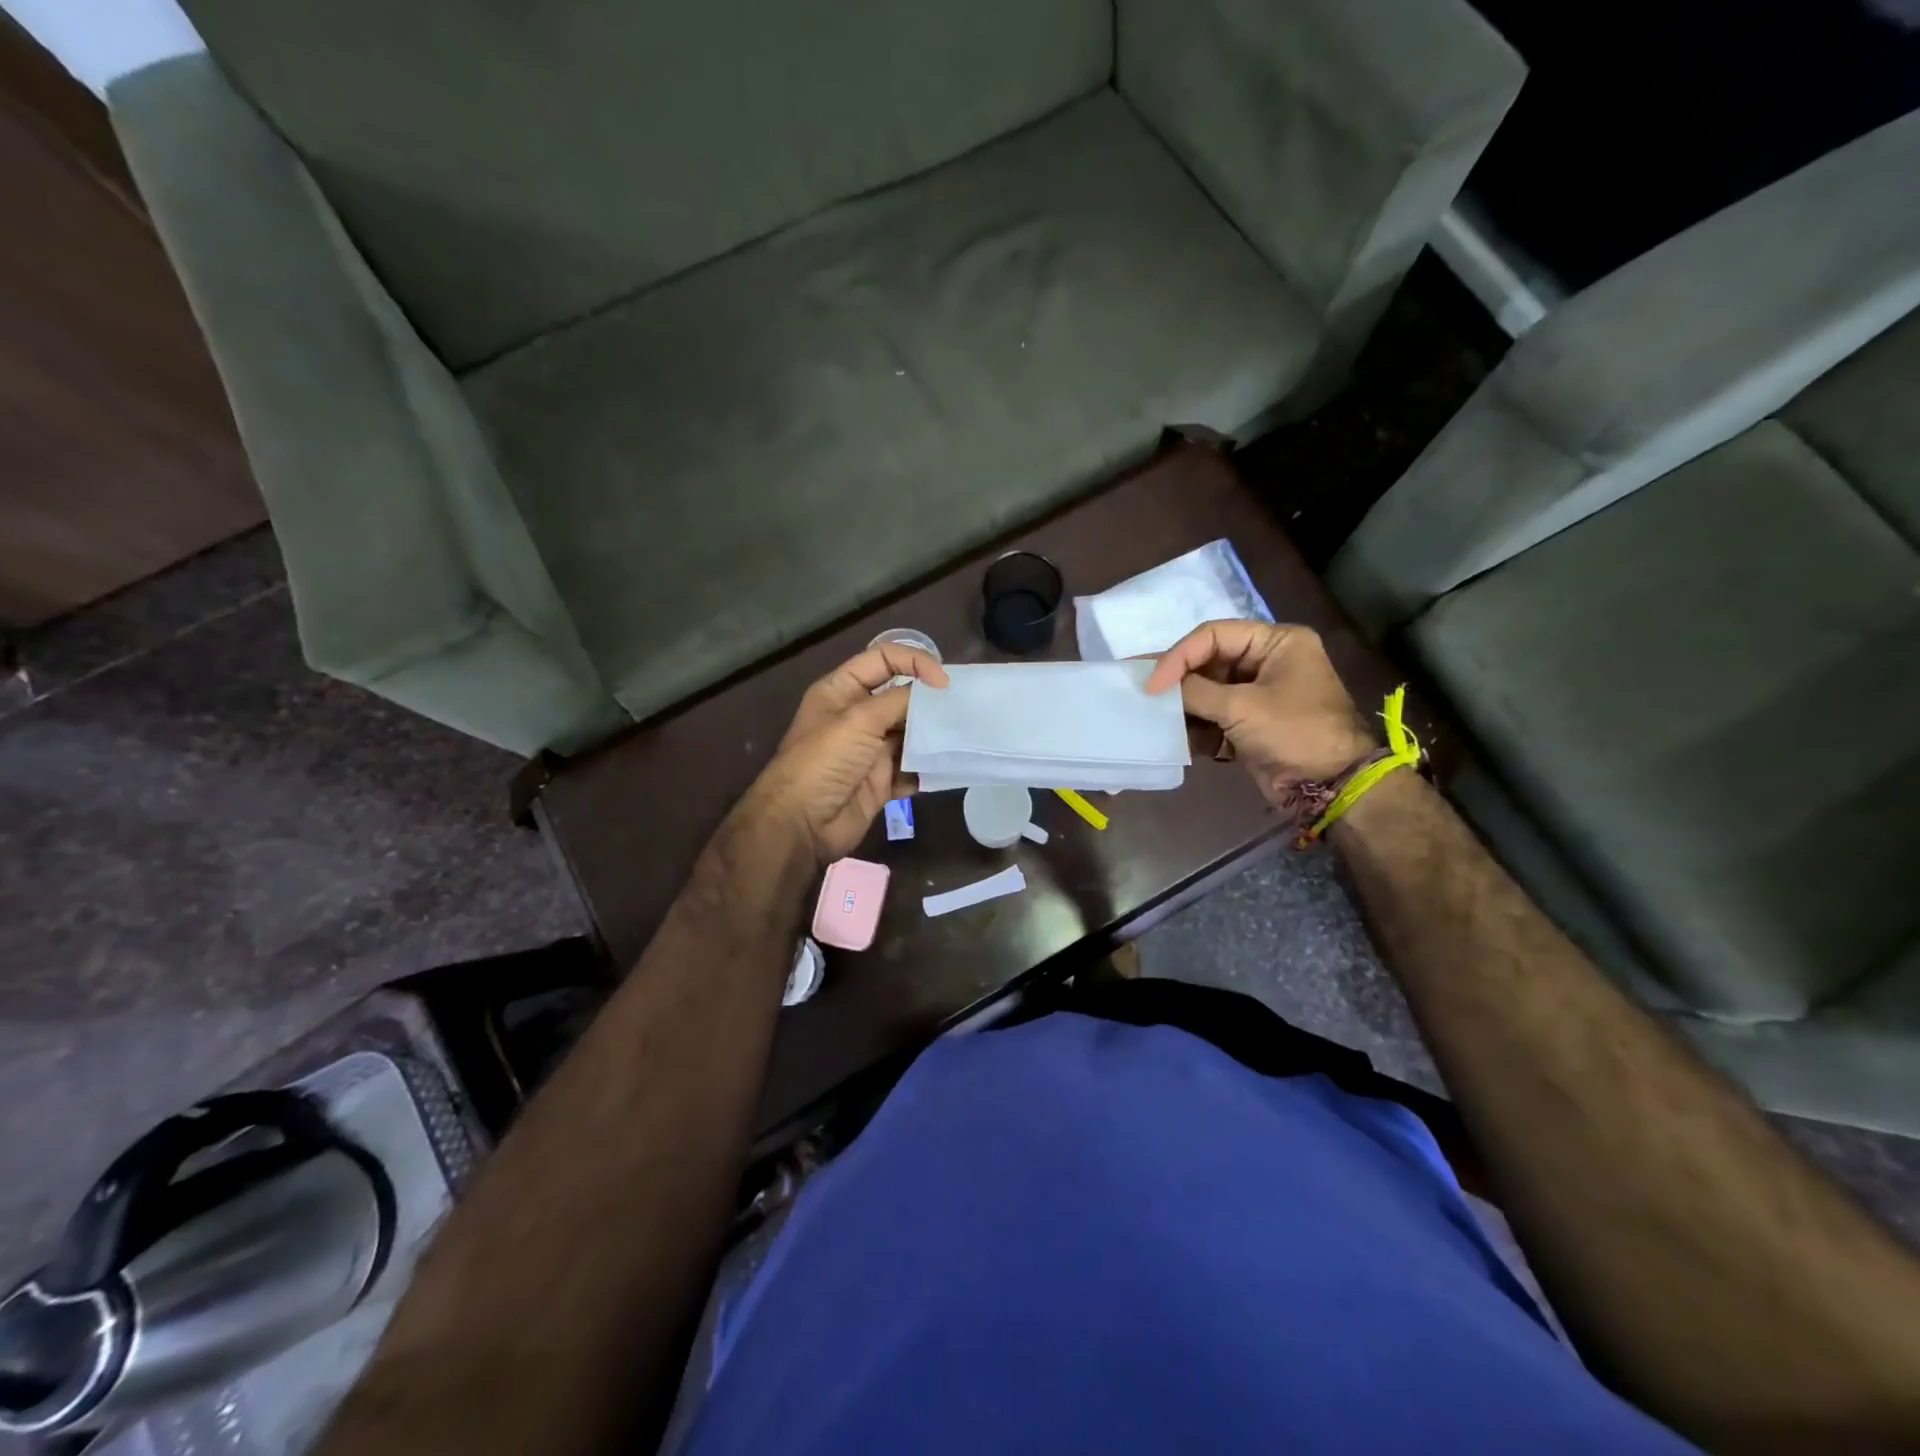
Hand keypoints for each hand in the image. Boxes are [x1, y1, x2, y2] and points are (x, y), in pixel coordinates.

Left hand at [735, 644, 948, 863]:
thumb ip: (899, 700)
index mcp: (842, 690)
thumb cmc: (824, 761)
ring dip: (933, 735)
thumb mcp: (859, 720)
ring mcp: (870, 750)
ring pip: (910, 733)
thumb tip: (934, 691)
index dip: (914, 662)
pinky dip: (928, 768)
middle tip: (963, 707)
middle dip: (930, 700)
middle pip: (901, 696)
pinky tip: (948, 766)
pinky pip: (912, 769)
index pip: (883, 659)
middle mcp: (857, 716)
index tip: (943, 682)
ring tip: (962, 736)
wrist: (802, 824)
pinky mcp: (882, 781)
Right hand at [1145, 620, 1375, 809]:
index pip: (1214, 636)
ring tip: (1150, 714)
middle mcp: (1267, 661)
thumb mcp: (1243, 708)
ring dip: (1182, 706)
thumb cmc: (1295, 733)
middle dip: (1176, 679)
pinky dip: (1194, 727)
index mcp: (1276, 642)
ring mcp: (1258, 694)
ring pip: (1207, 691)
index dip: (1178, 657)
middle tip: (1137, 686)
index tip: (1152, 684)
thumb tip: (1160, 688)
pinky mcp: (1250, 724)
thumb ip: (1196, 692)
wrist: (1332, 786)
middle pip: (1208, 661)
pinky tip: (1172, 737)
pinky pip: (1213, 716)